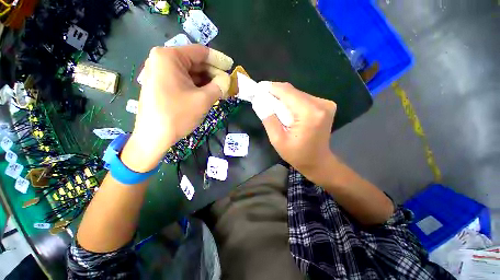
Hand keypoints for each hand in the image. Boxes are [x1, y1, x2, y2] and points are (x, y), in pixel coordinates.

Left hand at [122, 45, 233, 170]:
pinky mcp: (161, 85)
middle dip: (213, 73)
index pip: (200, 52)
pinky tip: (208, 94)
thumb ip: (219, 86)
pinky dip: (197, 87)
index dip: (218, 60)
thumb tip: (228, 80)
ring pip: (190, 73)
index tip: (231, 67)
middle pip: (195, 62)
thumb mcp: (203, 99)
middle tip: (227, 83)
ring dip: (207, 81)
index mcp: (169, 57)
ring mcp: (160, 73)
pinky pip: (184, 81)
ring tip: (221, 90)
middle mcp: (162, 61)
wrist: (154, 137)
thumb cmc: (177, 115)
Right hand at [262, 83, 336, 184]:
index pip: (287, 92)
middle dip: (275, 93)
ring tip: (272, 105)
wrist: (318, 161)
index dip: (271, 88)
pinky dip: (291, 102)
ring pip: (297, 94)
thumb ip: (268, 119)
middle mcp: (321, 104)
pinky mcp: (325, 105)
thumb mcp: (277, 140)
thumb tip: (259, 100)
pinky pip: (303, 98)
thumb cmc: (297, 154)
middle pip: (292, 91)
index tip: (257, 87)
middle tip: (261, 97)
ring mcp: (325, 103)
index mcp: (309, 113)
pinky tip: (285, 110)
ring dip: (283, 98)